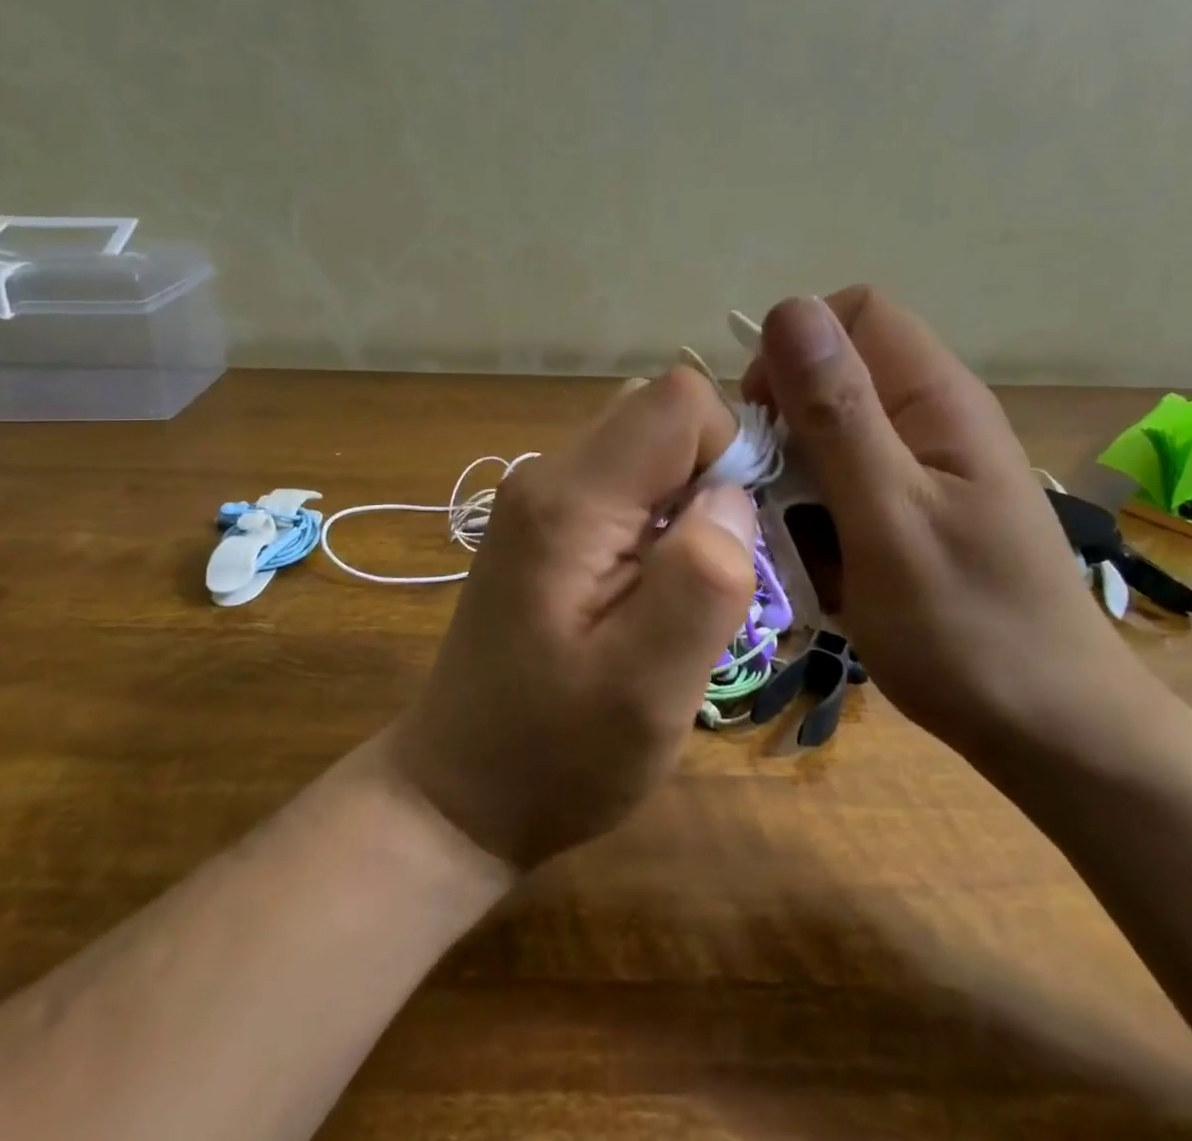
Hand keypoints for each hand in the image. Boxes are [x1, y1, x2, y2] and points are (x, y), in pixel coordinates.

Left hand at [389, 369, 755, 869]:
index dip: (727, 450)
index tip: (730, 536)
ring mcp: (539, 495)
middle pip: (660, 414)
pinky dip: (659, 516)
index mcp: (570, 501)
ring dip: (686, 500)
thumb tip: (731, 497)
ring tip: (677, 587)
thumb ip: (702, 580)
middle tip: (708, 569)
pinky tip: (647, 588)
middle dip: (709, 475)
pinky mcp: (545, 521)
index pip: (677, 400)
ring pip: (646, 445)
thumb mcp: (649, 687)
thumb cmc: (556, 754)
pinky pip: (625, 480)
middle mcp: (547, 474)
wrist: (460, 792)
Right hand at [741, 288, 1156, 771]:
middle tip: (777, 500)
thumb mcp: (888, 517)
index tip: (766, 423)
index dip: (795, 351)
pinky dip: (821, 515)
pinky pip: (847, 483)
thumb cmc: (968, 628)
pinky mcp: (919, 507)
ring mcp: (928, 465)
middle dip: (789, 427)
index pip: (852, 313)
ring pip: (832, 434)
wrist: (1052, 731)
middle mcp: (934, 415)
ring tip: (803, 546)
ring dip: (800, 480)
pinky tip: (827, 567)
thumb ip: (838, 414)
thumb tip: (791, 310)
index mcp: (936, 397)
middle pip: (836, 375)